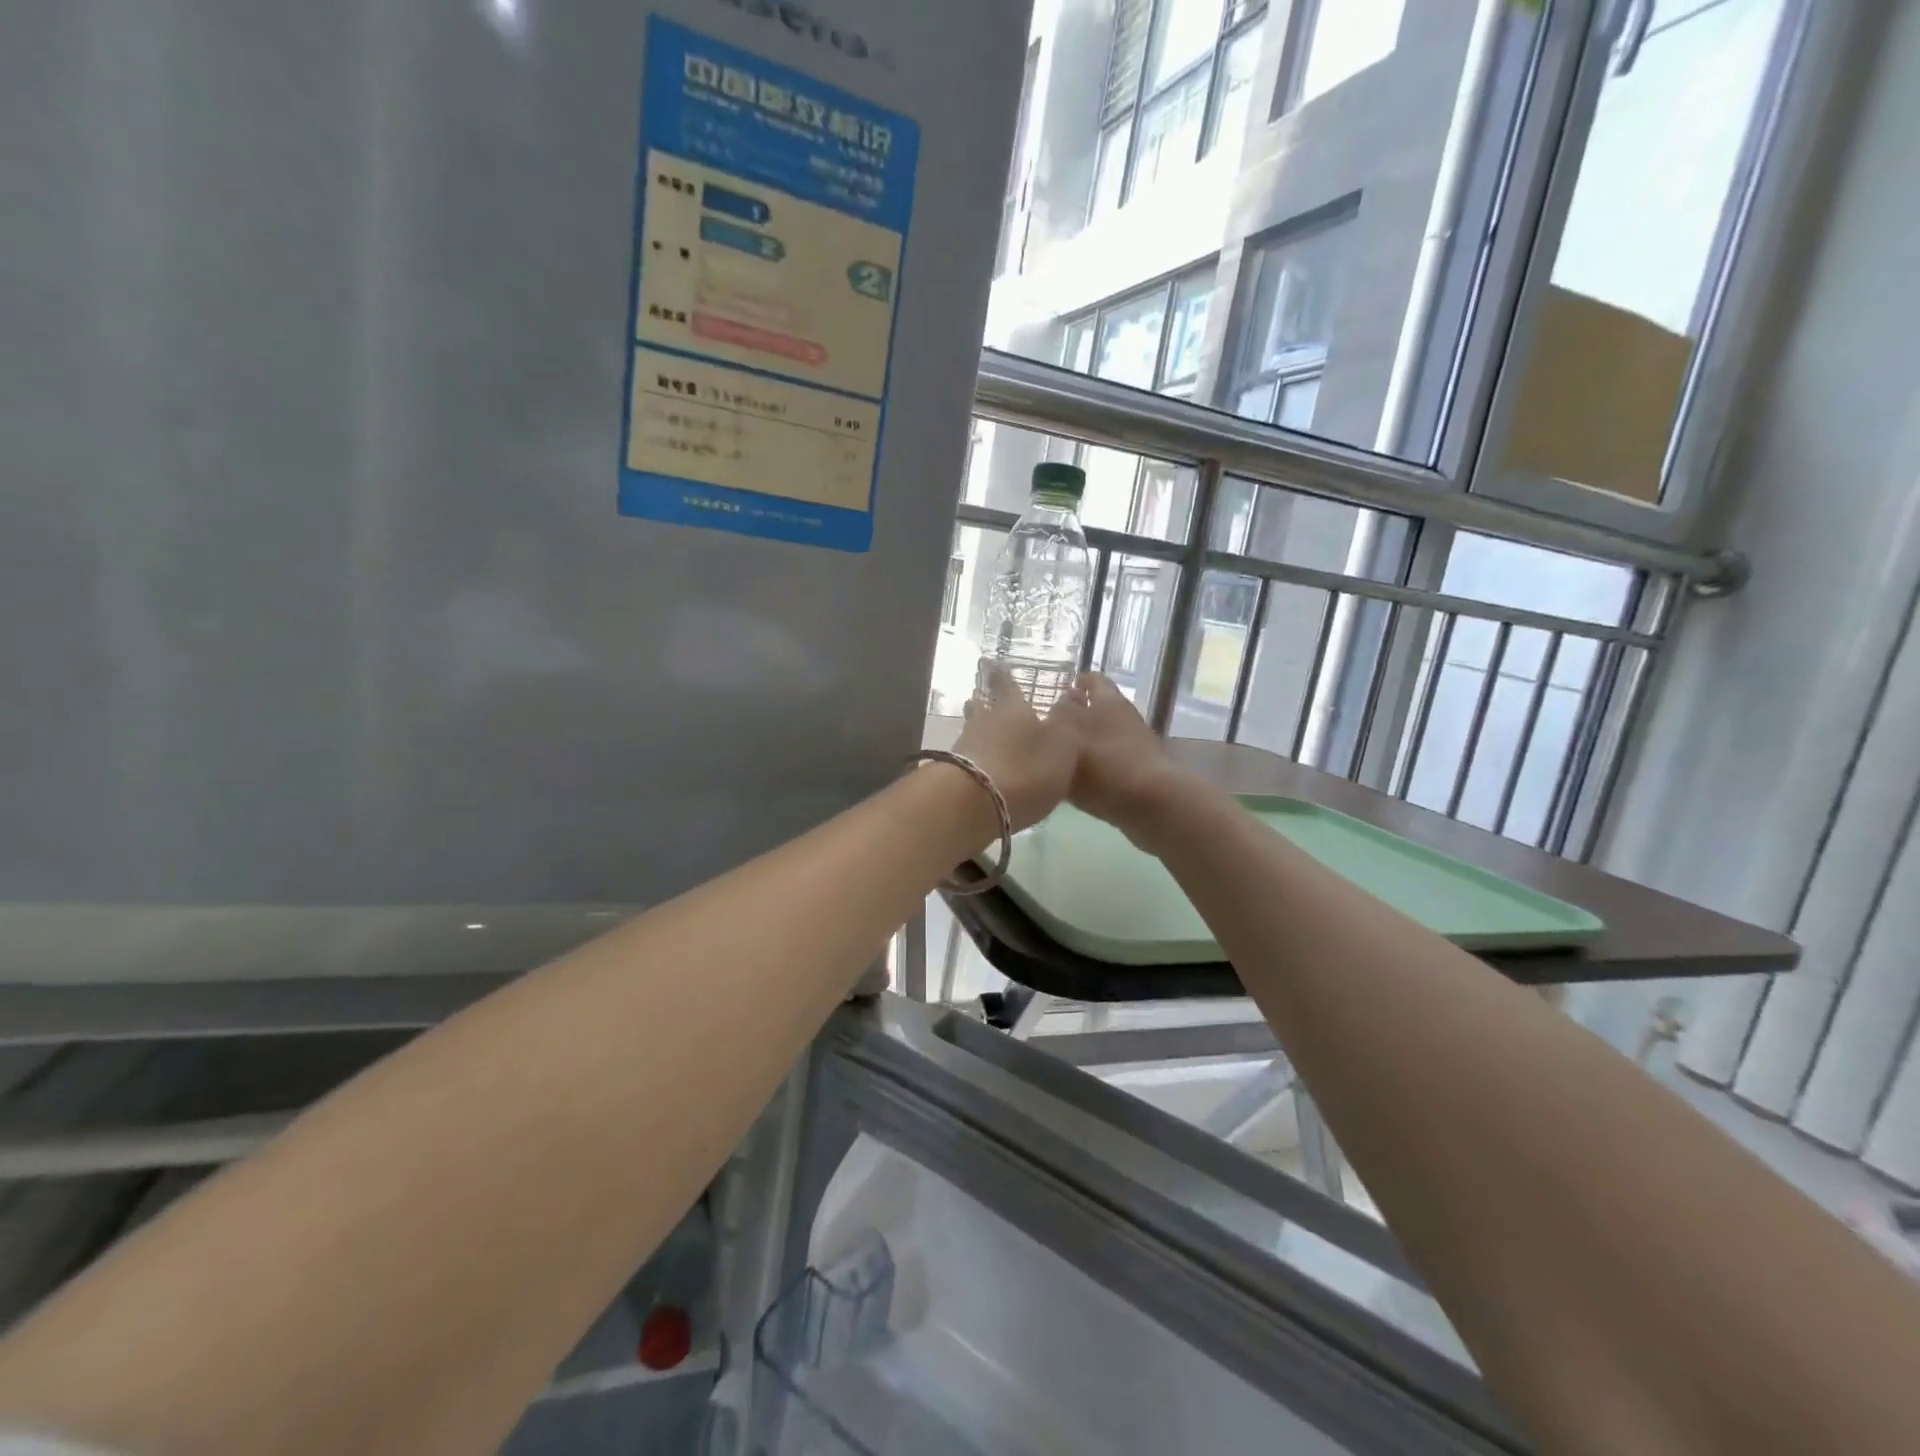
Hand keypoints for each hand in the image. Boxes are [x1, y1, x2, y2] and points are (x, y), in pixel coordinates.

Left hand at [952, 667, 1082, 831]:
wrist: (975, 803)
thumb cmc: (1026, 768)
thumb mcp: (1063, 744)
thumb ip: (1067, 722)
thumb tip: (1067, 698)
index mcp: (1012, 708)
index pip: (1005, 683)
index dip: (1002, 674)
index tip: (992, 663)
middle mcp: (984, 721)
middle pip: (981, 708)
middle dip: (984, 703)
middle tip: (982, 698)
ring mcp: (964, 747)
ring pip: (971, 732)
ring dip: (977, 732)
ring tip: (985, 736)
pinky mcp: (952, 774)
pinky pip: (966, 758)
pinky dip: (974, 759)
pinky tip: (981, 768)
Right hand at [1067, 673, 1194, 849]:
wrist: (1150, 802)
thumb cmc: (1103, 763)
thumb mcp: (1068, 732)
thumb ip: (1059, 715)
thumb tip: (1061, 703)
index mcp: (1108, 701)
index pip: (1091, 681)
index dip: (1076, 685)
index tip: (1060, 693)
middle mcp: (1124, 717)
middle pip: (1101, 708)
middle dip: (1082, 713)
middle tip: (1056, 726)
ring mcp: (1136, 745)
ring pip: (1107, 735)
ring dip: (1089, 741)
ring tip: (1063, 755)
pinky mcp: (1141, 773)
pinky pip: (1112, 762)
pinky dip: (1098, 766)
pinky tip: (1080, 780)